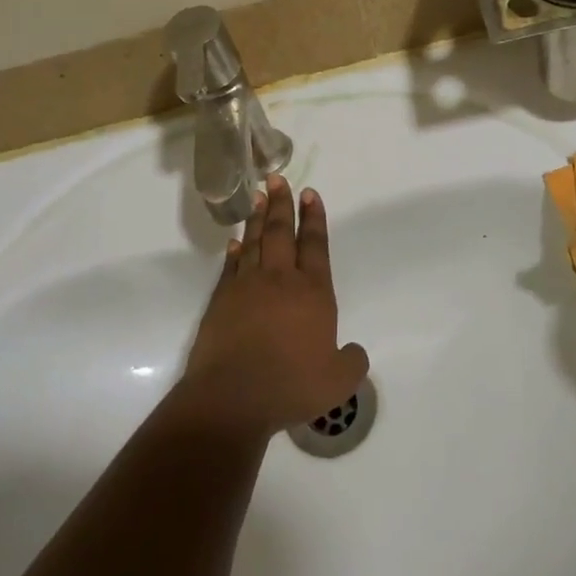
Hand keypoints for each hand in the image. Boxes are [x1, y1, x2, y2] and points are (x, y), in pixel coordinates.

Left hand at [178, 175, 369, 436]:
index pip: (315, 246)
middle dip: (283, 204)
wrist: (233, 397)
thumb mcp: (338, 381)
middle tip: (276, 178)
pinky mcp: (222, 300)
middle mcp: (281, 280)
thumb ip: (352, 362)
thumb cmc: (291, 385)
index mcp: (313, 292)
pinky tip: (236, 242)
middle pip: (282, 233)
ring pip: (255, 243)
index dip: (314, 218)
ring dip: (258, 218)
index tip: (311, 194)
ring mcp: (247, 287)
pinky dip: (235, 251)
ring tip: (259, 196)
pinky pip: (231, 267)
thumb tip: (354, 351)